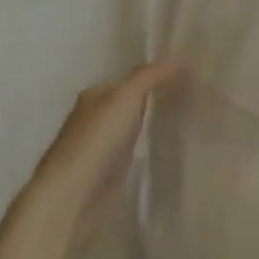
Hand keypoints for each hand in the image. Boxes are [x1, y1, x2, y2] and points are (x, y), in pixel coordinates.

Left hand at [26, 62, 179, 215]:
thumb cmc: (96, 139)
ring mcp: (96, 149)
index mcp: (93, 96)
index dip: (155, 79)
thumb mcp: (125, 97)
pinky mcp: (101, 176)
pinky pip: (129, 156)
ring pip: (130, 131)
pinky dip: (144, 153)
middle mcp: (92, 118)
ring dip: (149, 130)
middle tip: (189, 103)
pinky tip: (162, 154)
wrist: (70, 196)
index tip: (184, 83)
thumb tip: (176, 62)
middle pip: (129, 106)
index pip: (128, 81)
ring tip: (182, 127)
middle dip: (153, 104)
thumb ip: (149, 77)